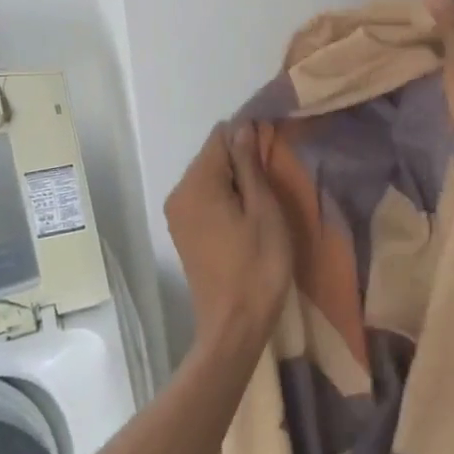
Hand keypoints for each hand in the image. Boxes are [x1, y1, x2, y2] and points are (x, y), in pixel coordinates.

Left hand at [165, 122, 293, 353]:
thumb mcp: (263, 210)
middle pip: (212, 157)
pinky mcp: (184, 233)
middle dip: (242, 158)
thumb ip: (250, 164)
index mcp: (197, 184)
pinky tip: (248, 215)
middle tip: (275, 177)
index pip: (220, 136)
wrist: (234, 326)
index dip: (248, 135)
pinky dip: (226, 198)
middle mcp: (179, 194)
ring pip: (210, 178)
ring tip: (266, 197)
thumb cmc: (258, 265)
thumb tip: (242, 126)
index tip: (276, 147)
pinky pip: (205, 199)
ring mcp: (178, 215)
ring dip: (236, 180)